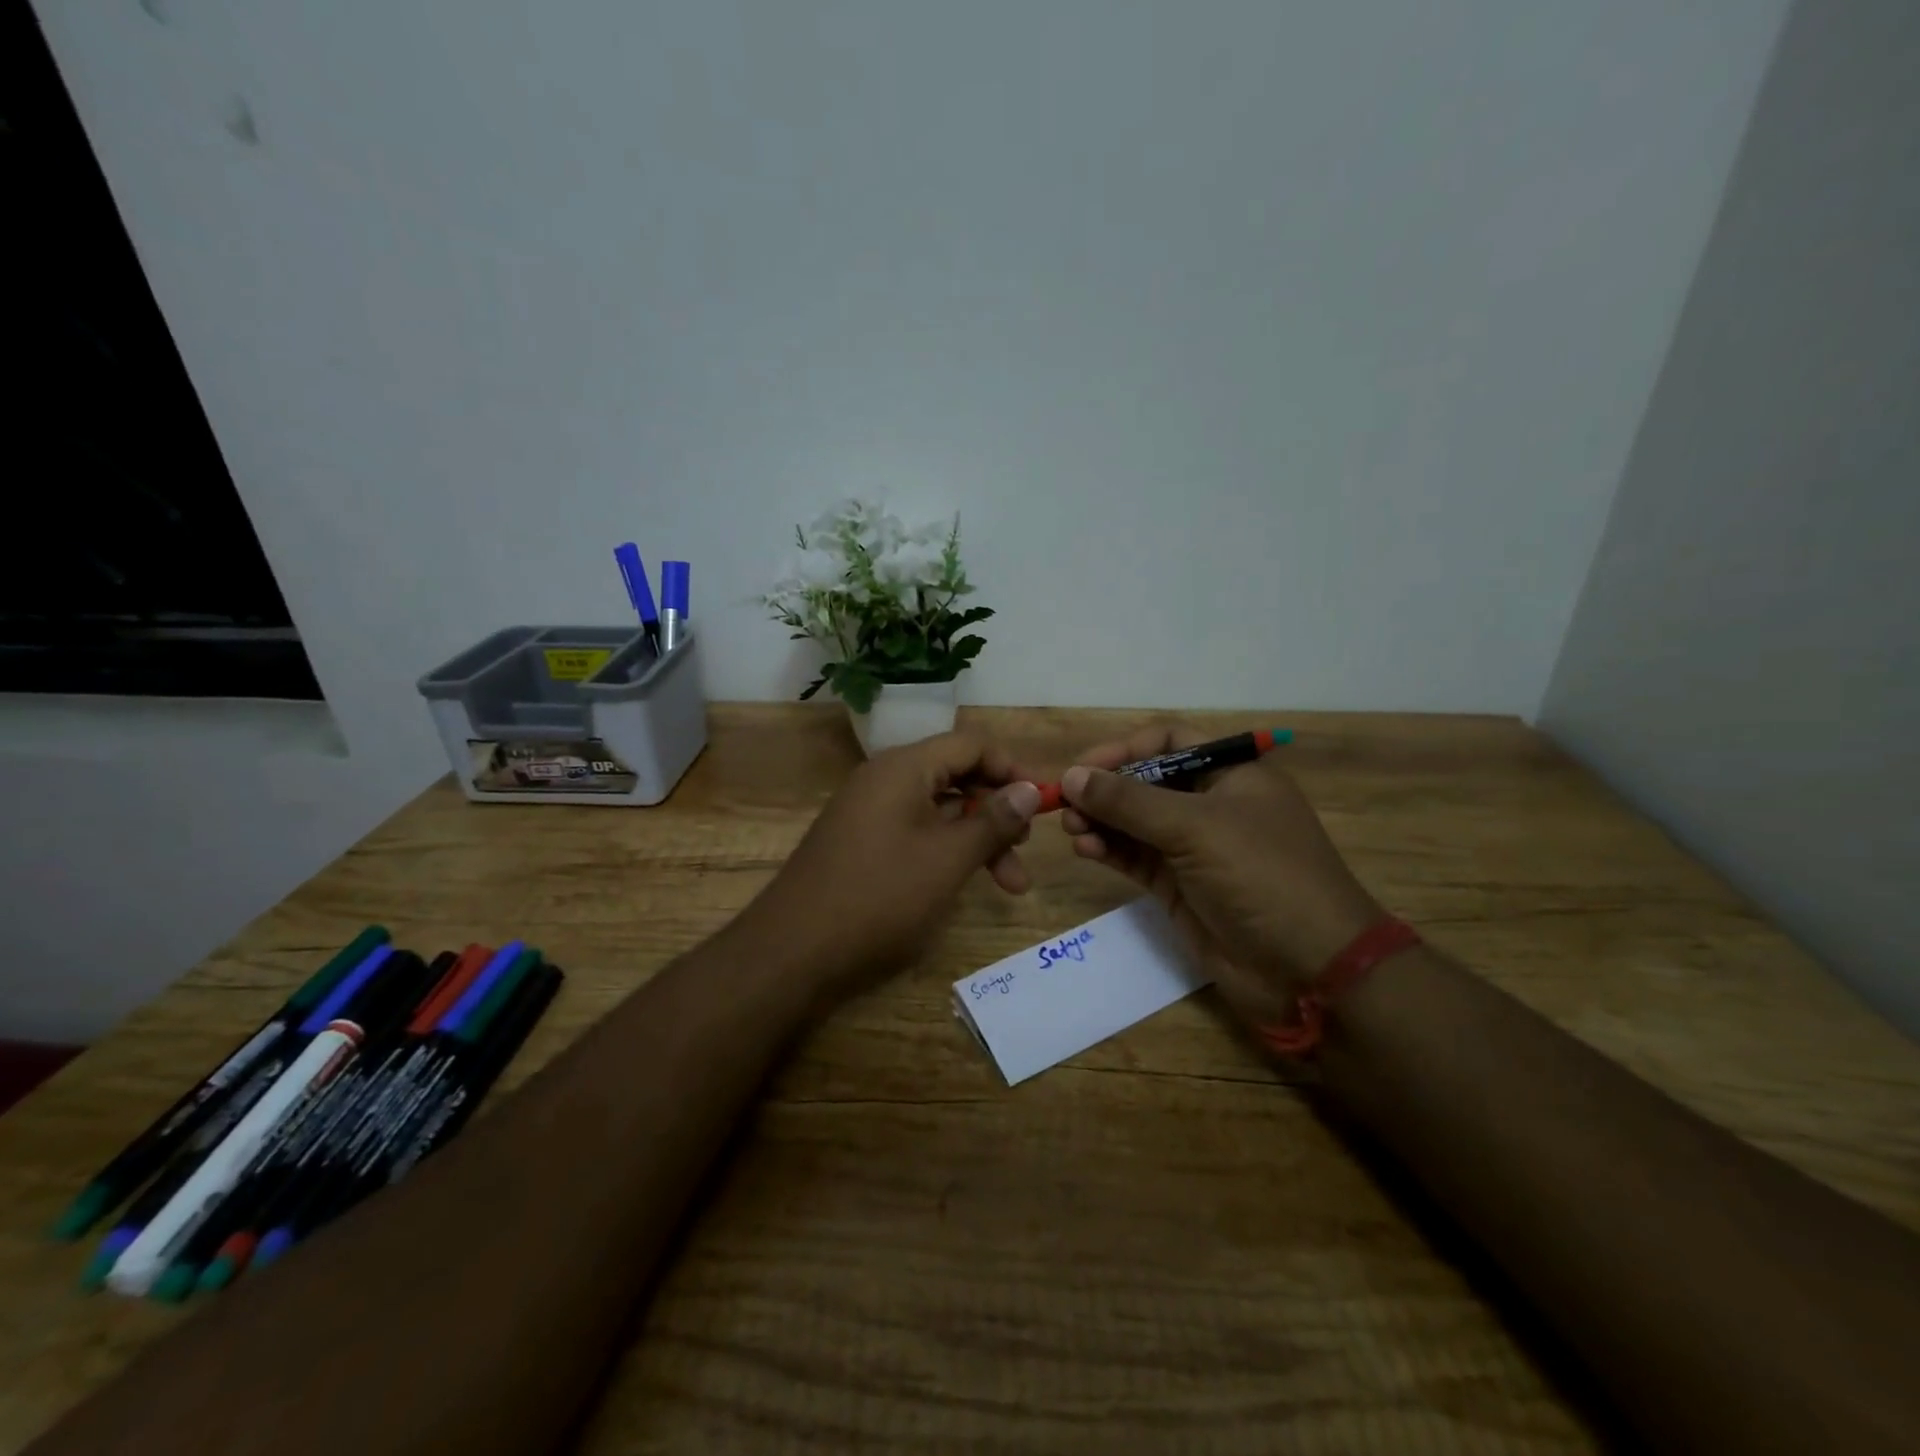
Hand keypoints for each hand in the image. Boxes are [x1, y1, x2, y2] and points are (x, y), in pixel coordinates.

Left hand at [742, 731, 1042, 1002]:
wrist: (793, 950)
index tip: (1042, 803)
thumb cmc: (880, 895)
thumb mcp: (948, 858)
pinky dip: (946, 852)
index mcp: (903, 768)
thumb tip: (1029, 789)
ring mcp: (868, 812)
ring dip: (976, 840)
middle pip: (956, 777)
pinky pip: (915, 832)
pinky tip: (961, 884)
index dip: (1011, 769)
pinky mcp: (861, 843)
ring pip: (938, 811)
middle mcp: (884, 779)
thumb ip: (993, 820)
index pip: (970, 745)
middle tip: (1024, 851)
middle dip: (997, 812)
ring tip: (1009, 885)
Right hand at [1060, 724, 1381, 1024]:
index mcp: (1233, 774)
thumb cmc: (1262, 876)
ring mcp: (1195, 848)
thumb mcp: (1195, 827)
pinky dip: (1109, 851)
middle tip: (1065, 803)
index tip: (1083, 767)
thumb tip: (1071, 776)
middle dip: (1105, 790)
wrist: (1308, 969)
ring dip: (1101, 821)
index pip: (1170, 743)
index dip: (1125, 749)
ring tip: (1071, 829)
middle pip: (1146, 782)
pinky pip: (1136, 857)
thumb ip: (1129, 801)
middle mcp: (1212, 805)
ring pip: (1136, 822)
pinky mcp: (1180, 886)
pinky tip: (1086, 850)